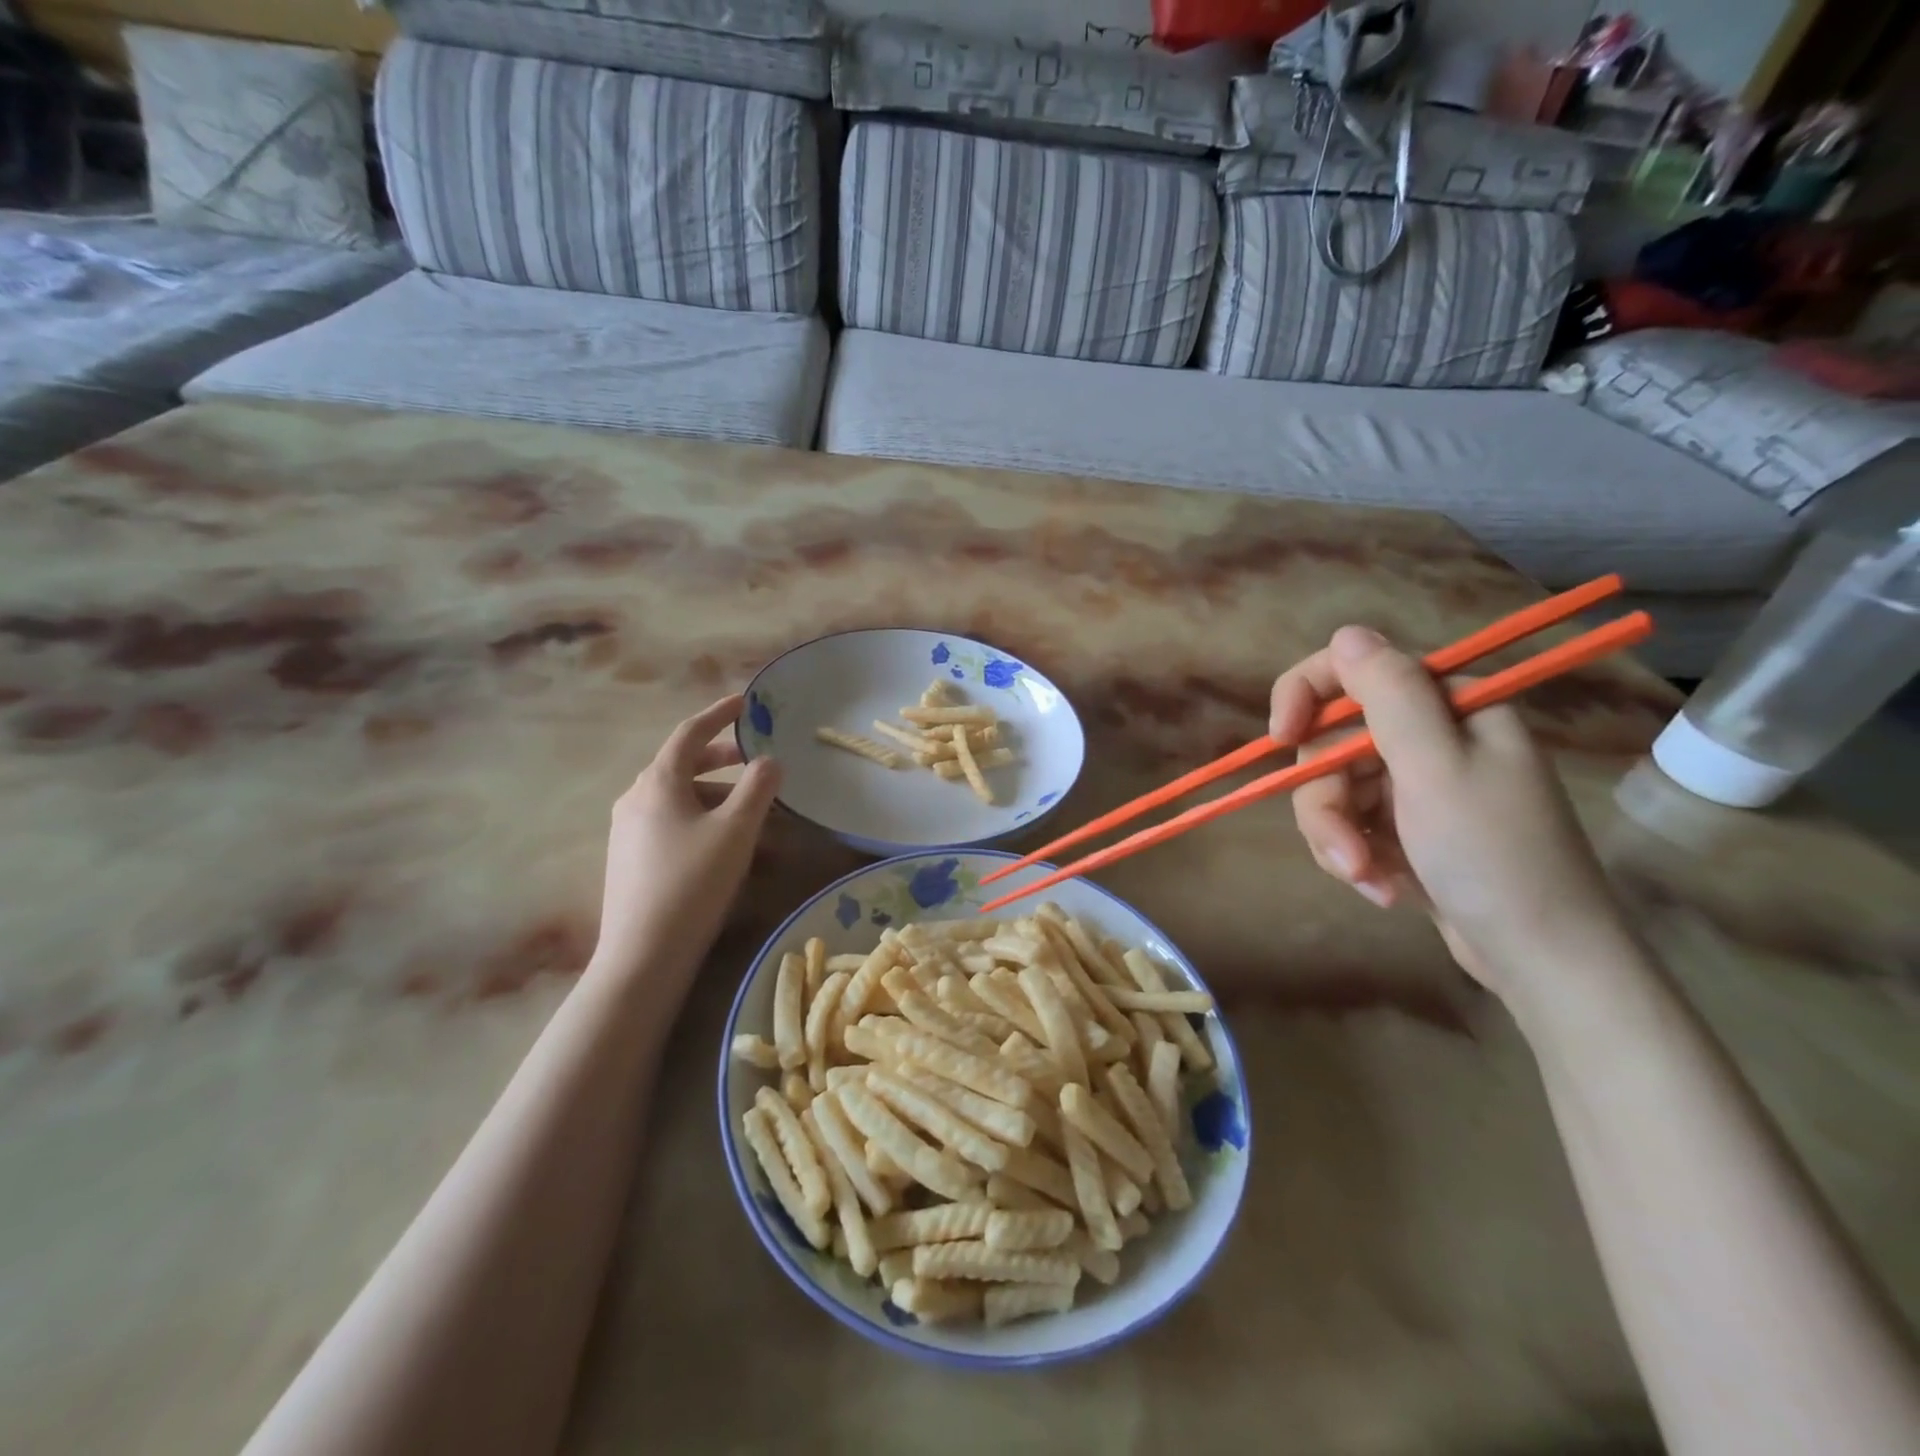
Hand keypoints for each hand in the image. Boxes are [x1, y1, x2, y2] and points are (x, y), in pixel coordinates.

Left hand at [593, 695, 780, 986]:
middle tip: (754, 760)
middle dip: (721, 758)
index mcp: (658, 782)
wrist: (643, 955)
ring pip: (679, 798)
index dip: (719, 714)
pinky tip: (726, 847)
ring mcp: (628, 830)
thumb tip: (769, 760)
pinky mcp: (630, 859)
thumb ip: (757, 788)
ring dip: (717, 796)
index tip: (744, 703)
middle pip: (682, 765)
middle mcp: (636, 798)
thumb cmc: (693, 882)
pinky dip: (702, 821)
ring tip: (753, 814)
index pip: (690, 733)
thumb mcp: (736, 830)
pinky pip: (671, 824)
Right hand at [1270, 626, 1631, 996]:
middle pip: (1333, 742)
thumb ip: (1390, 695)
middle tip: (1345, 851)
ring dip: (1338, 837)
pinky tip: (1381, 887)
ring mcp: (1416, 784)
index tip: (1280, 737)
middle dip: (1326, 801)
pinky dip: (1354, 855)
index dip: (1305, 696)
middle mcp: (1431, 736)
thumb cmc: (1494, 857)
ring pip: (1332, 788)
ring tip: (1366, 879)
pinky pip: (1349, 823)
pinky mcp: (1405, 826)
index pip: (1354, 671)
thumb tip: (1347, 633)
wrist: (1543, 960)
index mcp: (1449, 706)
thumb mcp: (1436, 768)